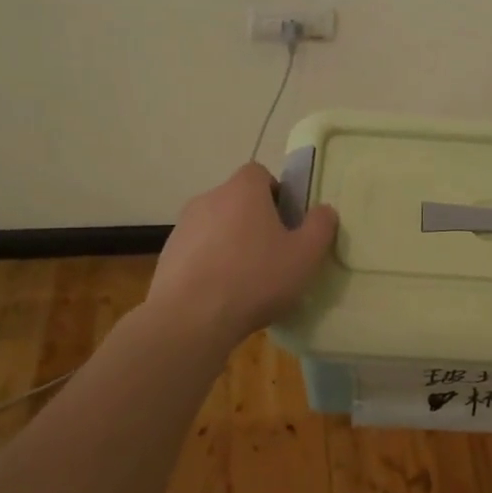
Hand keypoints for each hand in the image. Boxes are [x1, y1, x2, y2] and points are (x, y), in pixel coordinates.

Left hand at [146, 162, 339, 347]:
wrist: (189, 319)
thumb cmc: (255, 278)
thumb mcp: (305, 255)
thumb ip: (320, 226)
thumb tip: (324, 210)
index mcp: (243, 190)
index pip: (260, 174)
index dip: (276, 194)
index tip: (287, 223)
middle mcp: (209, 198)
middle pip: (237, 200)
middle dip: (254, 221)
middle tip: (273, 254)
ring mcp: (183, 226)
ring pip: (216, 226)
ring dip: (231, 243)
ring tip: (246, 280)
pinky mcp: (167, 255)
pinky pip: (197, 251)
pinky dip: (210, 264)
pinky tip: (221, 294)